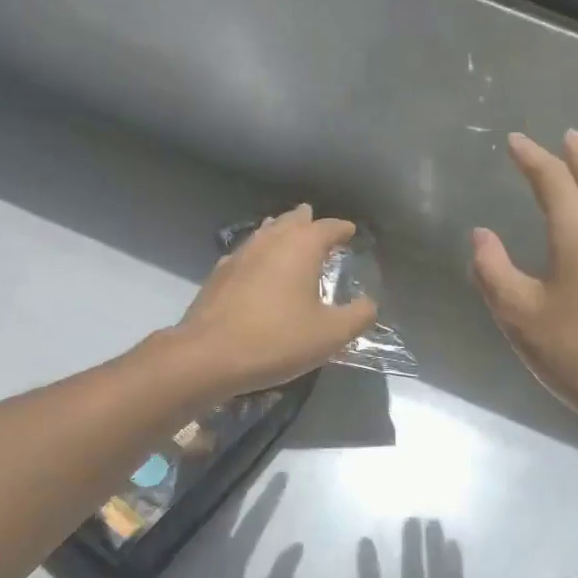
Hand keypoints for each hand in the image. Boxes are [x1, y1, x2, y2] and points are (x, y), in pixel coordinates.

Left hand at [120, 474, 300, 577]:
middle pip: (228, 515)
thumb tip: (296, 546)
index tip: (281, 475)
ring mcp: (184, 562)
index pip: (253, 520)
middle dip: (245, 494)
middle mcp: (203, 552)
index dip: (268, 498)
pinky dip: (209, 527)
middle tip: (255, 472)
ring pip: (209, 525)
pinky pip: (194, 540)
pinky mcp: (170, 575)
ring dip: (225, 507)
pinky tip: (215, 525)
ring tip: (239, 491)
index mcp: (227, 559)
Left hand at [175, 204, 377, 394]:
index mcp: (300, 247)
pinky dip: (259, 252)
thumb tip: (369, 304)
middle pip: (291, 220)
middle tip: (316, 221)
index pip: (327, 227)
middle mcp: (269, 241)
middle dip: (307, 220)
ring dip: (280, 231)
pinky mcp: (218, 275)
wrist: (208, 356)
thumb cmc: (276, 340)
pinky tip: (257, 266)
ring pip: (265, 232)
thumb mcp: (330, 335)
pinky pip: (246, 252)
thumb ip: (358, 316)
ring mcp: (239, 255)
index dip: (342, 228)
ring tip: (288, 234)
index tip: (351, 231)